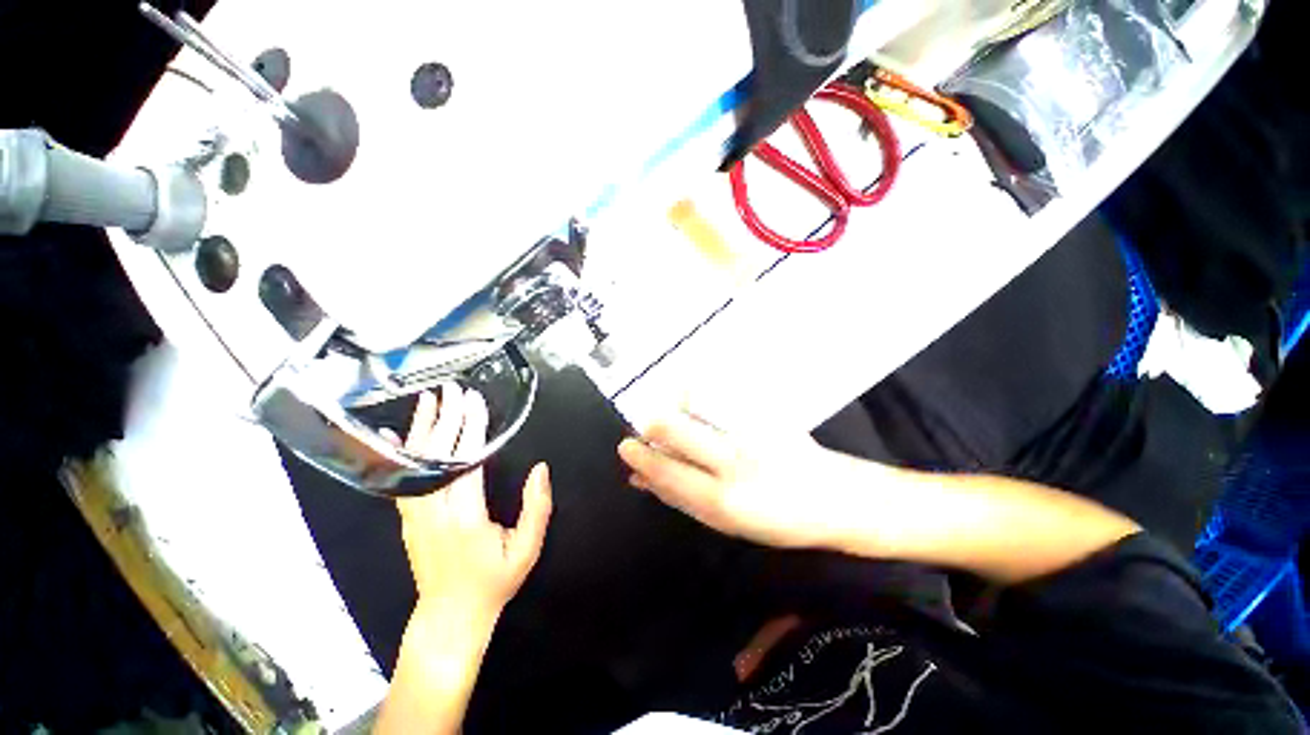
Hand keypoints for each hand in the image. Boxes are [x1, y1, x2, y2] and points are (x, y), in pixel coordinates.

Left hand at [392, 384, 552, 621]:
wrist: (451, 615)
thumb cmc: (493, 581)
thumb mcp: (527, 549)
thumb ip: (536, 507)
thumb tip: (540, 470)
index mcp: (465, 517)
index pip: (467, 462)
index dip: (471, 429)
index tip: (474, 402)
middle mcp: (434, 512)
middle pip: (436, 457)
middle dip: (445, 419)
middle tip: (452, 391)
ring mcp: (415, 516)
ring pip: (414, 465)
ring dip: (422, 430)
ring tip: (428, 401)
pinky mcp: (408, 519)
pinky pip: (400, 480)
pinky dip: (399, 455)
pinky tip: (396, 436)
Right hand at [617, 412, 855, 548]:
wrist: (835, 498)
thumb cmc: (776, 519)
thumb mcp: (724, 520)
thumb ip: (681, 496)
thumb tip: (640, 479)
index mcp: (722, 500)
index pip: (666, 471)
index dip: (641, 457)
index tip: (626, 447)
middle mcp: (733, 462)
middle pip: (673, 428)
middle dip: (652, 426)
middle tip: (648, 427)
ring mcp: (750, 433)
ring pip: (693, 406)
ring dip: (673, 405)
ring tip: (674, 412)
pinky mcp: (765, 413)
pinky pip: (718, 395)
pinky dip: (698, 394)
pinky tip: (694, 397)